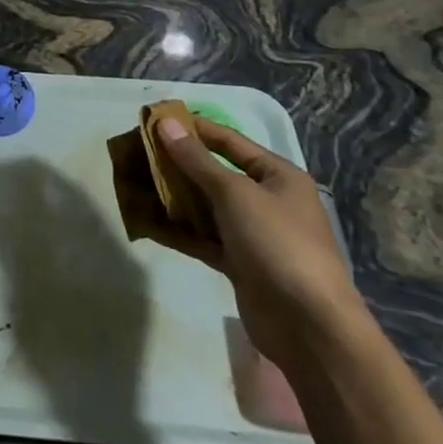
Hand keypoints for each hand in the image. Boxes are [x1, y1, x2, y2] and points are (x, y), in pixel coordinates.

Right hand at [153, 115, 366, 376]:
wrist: (308, 325)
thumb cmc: (277, 244)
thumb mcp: (235, 194)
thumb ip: (197, 160)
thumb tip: (165, 123)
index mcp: (277, 176)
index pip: (229, 141)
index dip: (194, 128)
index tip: (155, 118)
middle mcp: (267, 201)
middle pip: (214, 173)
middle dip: (177, 163)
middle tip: (138, 152)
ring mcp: (252, 234)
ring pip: (205, 207)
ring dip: (173, 197)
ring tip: (135, 183)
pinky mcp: (238, 263)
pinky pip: (202, 238)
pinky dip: (178, 230)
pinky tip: (147, 221)